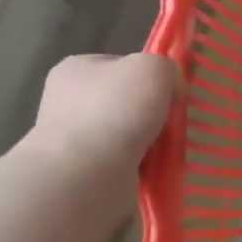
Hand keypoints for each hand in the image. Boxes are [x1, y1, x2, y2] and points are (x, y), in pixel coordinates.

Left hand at [21, 52, 180, 197]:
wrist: (85, 176)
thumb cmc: (115, 111)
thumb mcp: (153, 68)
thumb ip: (165, 67)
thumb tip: (168, 87)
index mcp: (76, 68)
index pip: (122, 65)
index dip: (150, 76)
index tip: (170, 92)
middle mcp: (68, 101)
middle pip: (127, 101)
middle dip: (152, 112)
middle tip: (173, 123)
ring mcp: (72, 139)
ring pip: (128, 134)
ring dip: (150, 141)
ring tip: (168, 149)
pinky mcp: (82, 172)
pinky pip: (126, 162)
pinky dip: (143, 165)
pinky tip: (155, 168)